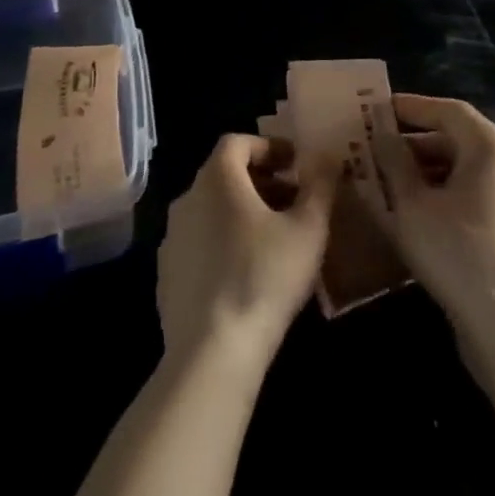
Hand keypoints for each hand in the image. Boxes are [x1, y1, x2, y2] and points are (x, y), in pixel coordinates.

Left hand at [156, 135, 336, 372]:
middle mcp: (187, 198)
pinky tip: (247, 273)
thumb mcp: (308, 229)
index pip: (238, 142)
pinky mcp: (167, 274)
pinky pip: (200, 243)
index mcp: (216, 178)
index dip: (269, 147)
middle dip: (262, 181)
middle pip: (224, 175)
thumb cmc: (265, 277)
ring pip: (211, 209)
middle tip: (294, 201)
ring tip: (276, 239)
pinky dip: (224, 242)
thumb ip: (320, 186)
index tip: (297, 165)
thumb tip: (328, 155)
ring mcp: (172, 238)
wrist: (211, 353)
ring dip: (243, 212)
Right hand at [371, 94, 494, 333]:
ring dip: (426, 171)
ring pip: (465, 170)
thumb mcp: (411, 203)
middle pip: (457, 139)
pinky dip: (445, 194)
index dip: (410, 107)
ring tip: (388, 182)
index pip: (447, 110)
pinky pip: (475, 196)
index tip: (377, 110)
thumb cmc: (456, 251)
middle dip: (413, 143)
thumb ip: (393, 160)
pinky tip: (415, 213)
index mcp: (491, 147)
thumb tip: (381, 134)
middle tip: (376, 149)